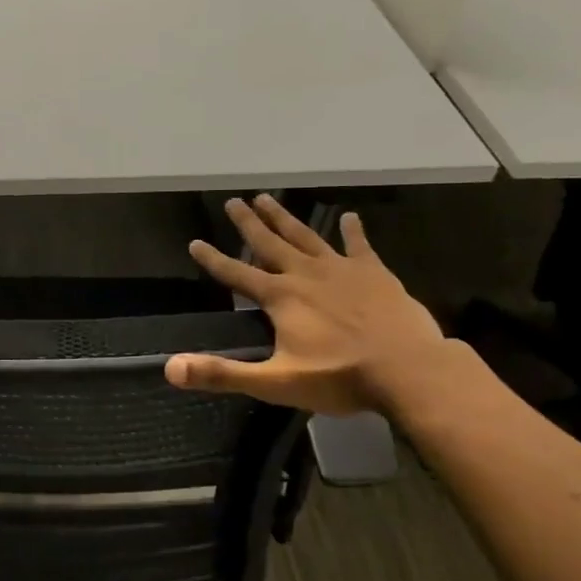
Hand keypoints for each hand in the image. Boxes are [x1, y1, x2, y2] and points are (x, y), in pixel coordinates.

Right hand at [167, 195, 446, 414]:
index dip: (213, 259)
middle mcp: (305, 274)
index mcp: (280, 297)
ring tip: (267, 198)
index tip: (195, 242)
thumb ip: (223, 374)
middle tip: (233, 201)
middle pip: (269, 243)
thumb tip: (171, 368)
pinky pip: (359, 246)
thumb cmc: (339, 377)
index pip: (236, 274)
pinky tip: (349, 217)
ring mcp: (342, 270)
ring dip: (285, 218)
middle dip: (248, 223)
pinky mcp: (375, 274)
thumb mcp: (274, 382)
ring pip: (306, 236)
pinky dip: (352, 231)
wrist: (409, 371)